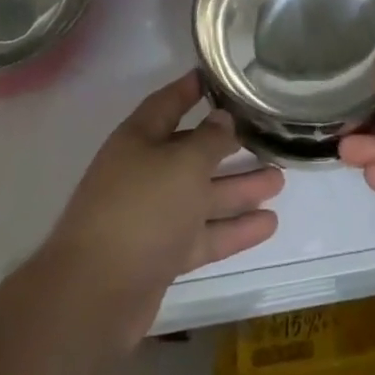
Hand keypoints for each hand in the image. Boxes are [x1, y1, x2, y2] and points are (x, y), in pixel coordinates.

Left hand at [46, 71, 282, 348]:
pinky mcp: (162, 255)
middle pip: (191, 152)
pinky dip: (233, 229)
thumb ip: (209, 140)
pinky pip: (204, 234)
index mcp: (139, 139)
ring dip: (239, 189)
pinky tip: (268, 225)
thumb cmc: (140, 210)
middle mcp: (144, 172)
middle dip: (228, 146)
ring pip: (202, 195)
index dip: (191, 89)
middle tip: (267, 136)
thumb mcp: (182, 164)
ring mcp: (153, 216)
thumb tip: (223, 118)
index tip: (220, 78)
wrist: (94, 297)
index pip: (168, 103)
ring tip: (280, 179)